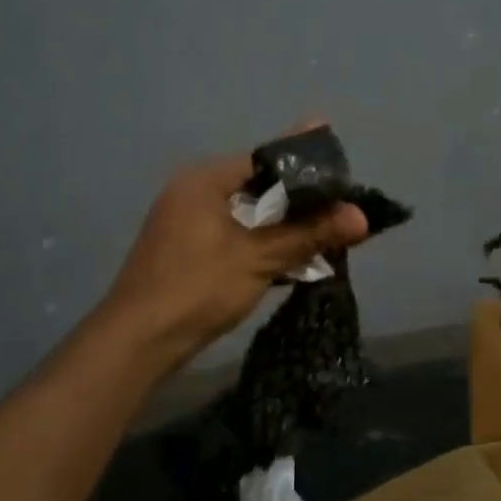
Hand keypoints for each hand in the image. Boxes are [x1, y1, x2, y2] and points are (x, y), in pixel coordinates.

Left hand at [99, 146, 367, 373]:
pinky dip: (263, 243)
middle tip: (341, 204)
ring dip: (284, 225)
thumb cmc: (198, 288)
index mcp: (204, 181)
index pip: (264, 159)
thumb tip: (362, 217)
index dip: (305, 165)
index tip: (341, 171)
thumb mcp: (259, 258)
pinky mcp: (189, 252)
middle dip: (299, 198)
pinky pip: (236, 236)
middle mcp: (192, 193)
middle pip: (258, 186)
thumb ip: (309, 234)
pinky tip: (294, 257)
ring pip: (248, 215)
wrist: (138, 341)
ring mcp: (187, 224)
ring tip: (327, 231)